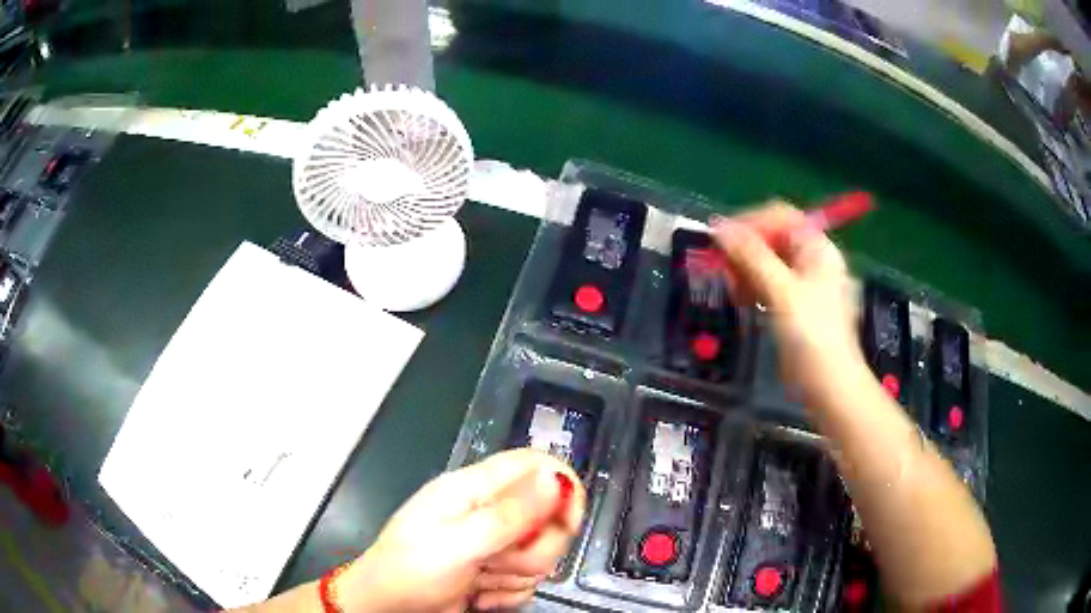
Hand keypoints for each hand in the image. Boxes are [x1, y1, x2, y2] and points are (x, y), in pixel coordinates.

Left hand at [333, 449, 584, 611]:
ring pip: (541, 553)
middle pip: (548, 516)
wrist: (389, 608)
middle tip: (499, 561)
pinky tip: (479, 594)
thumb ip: (509, 515)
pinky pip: (528, 580)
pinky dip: (507, 593)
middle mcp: (488, 511)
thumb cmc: (412, 570)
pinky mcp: (496, 570)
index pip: (536, 465)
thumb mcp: (458, 543)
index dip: (563, 487)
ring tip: (479, 580)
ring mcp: (494, 543)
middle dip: (533, 548)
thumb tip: (556, 478)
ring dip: (516, 575)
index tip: (568, 523)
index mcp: (474, 489)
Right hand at [710, 202, 868, 408]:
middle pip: (773, 238)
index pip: (780, 216)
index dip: (750, 222)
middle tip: (724, 269)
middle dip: (746, 250)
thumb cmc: (811, 335)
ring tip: (734, 290)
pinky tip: (744, 301)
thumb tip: (719, 226)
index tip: (721, 240)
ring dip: (746, 270)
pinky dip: (754, 287)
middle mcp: (813, 260)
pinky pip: (770, 283)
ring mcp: (805, 284)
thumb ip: (751, 256)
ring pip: (768, 262)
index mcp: (817, 248)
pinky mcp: (796, 305)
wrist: (828, 386)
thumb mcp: (781, 291)